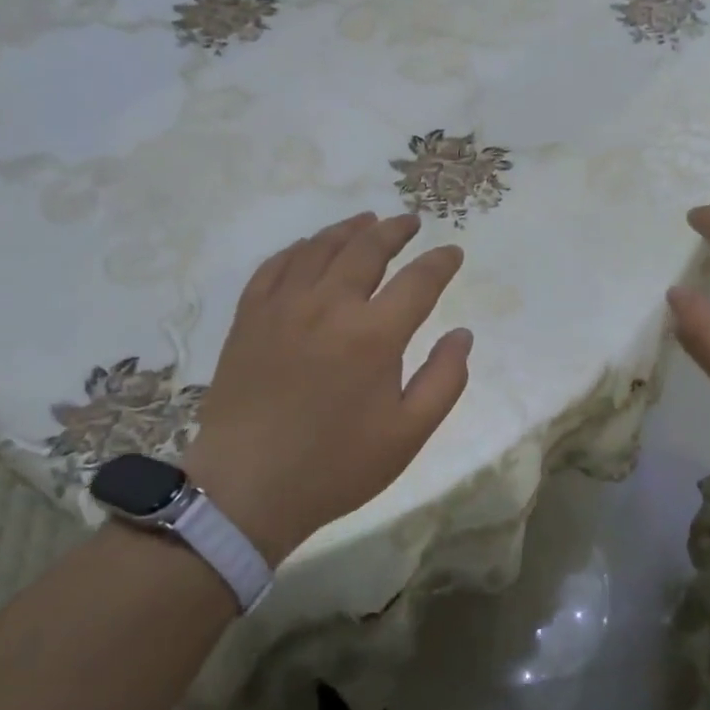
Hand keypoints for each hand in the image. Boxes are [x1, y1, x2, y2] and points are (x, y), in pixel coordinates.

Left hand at [182, 212, 471, 562]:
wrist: (247, 488)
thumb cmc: (336, 465)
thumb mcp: (408, 434)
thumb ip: (444, 380)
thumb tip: (462, 335)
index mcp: (374, 335)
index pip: (418, 281)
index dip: (441, 262)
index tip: (453, 253)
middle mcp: (329, 306)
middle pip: (367, 249)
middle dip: (395, 230)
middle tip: (410, 221)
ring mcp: (284, 306)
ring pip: (320, 248)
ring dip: (349, 229)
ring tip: (367, 221)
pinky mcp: (250, 317)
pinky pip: (276, 266)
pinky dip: (298, 249)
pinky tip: (308, 246)